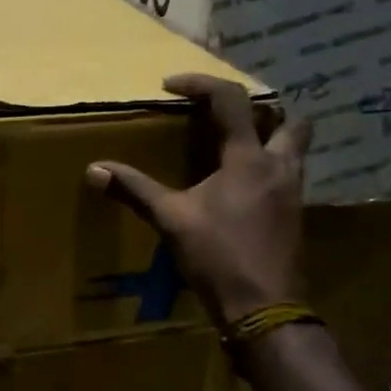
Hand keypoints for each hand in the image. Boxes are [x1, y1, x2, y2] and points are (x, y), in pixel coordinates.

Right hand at [85, 73, 311, 328]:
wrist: (263, 307)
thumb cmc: (217, 256)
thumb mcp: (170, 219)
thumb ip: (135, 189)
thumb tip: (94, 169)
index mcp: (248, 159)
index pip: (230, 100)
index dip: (200, 84)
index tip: (171, 86)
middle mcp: (279, 166)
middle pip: (289, 118)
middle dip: (261, 108)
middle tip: (225, 116)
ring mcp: (293, 192)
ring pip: (295, 147)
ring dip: (271, 137)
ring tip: (236, 146)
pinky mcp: (295, 216)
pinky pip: (288, 175)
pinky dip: (268, 168)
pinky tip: (243, 187)